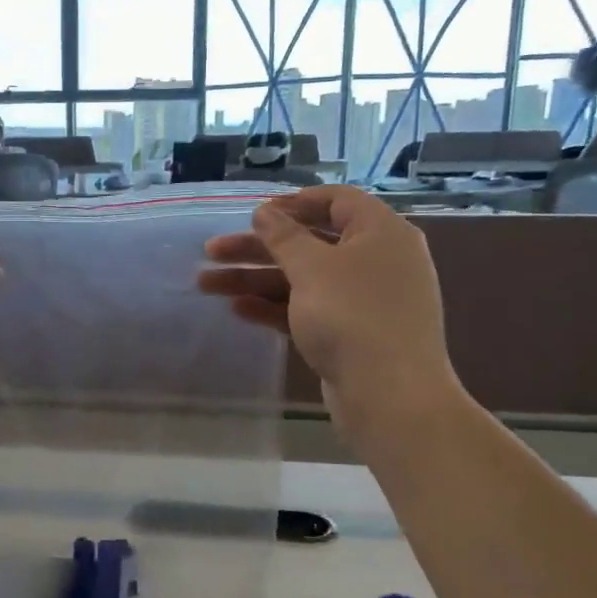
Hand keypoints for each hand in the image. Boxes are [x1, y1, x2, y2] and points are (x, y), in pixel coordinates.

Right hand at [199, 186, 459, 421]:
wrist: (390, 396)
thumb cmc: (352, 316)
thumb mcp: (312, 268)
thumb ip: (283, 236)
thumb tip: (265, 212)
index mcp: (380, 232)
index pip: (337, 201)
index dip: (293, 203)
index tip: (254, 213)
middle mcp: (376, 261)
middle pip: (309, 243)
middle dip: (257, 248)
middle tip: (212, 251)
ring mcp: (364, 300)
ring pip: (302, 279)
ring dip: (256, 279)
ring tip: (206, 284)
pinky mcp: (351, 334)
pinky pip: (308, 309)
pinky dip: (275, 307)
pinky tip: (238, 310)